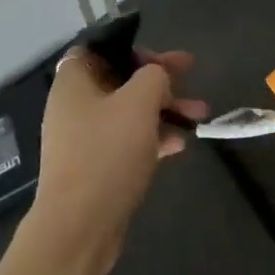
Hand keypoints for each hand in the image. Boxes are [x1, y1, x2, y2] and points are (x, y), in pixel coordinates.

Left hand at [0, 46, 207, 274]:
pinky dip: (153, 137)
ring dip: (164, 109)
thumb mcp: (139, 103)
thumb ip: (154, 76)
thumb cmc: (107, 154)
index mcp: (74, 82)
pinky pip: (128, 140)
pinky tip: (180, 145)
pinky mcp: (96, 166)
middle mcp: (74, 105)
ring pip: (129, 112)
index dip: (131, 47)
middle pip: (120, 79)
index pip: (98, 48)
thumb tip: (158, 76)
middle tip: (192, 76)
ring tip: (201, 116)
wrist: (79, 227)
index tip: (161, 57)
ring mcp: (84, 138)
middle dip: (159, 79)